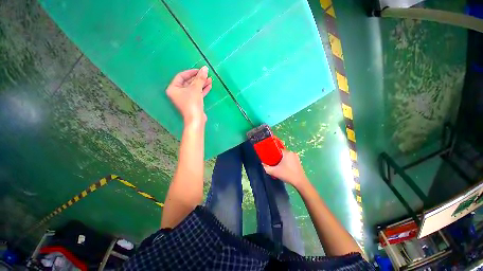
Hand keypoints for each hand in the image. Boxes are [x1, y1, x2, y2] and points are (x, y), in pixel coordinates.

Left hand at [166, 66, 211, 125]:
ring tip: (210, 79)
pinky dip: (202, 90)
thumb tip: (205, 68)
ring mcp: (186, 98)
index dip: (191, 72)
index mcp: (173, 88)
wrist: (196, 119)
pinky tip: (209, 86)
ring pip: (194, 88)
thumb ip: (200, 78)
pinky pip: (197, 93)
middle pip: (188, 82)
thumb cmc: (192, 103)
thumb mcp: (196, 88)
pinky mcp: (192, 102)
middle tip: (206, 74)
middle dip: (198, 78)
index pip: (181, 76)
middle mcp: (178, 93)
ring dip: (202, 84)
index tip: (199, 70)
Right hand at [263, 150, 308, 188]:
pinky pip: (289, 159)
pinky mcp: (298, 161)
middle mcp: (292, 153)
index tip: (269, 157)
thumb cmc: (287, 175)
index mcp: (287, 153)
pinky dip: (286, 161)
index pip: (277, 149)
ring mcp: (296, 157)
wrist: (300, 182)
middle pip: (281, 152)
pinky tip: (284, 167)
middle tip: (273, 162)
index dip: (272, 153)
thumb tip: (262, 164)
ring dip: (281, 159)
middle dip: (276, 157)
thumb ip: (266, 167)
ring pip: (285, 156)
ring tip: (278, 165)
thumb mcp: (274, 172)